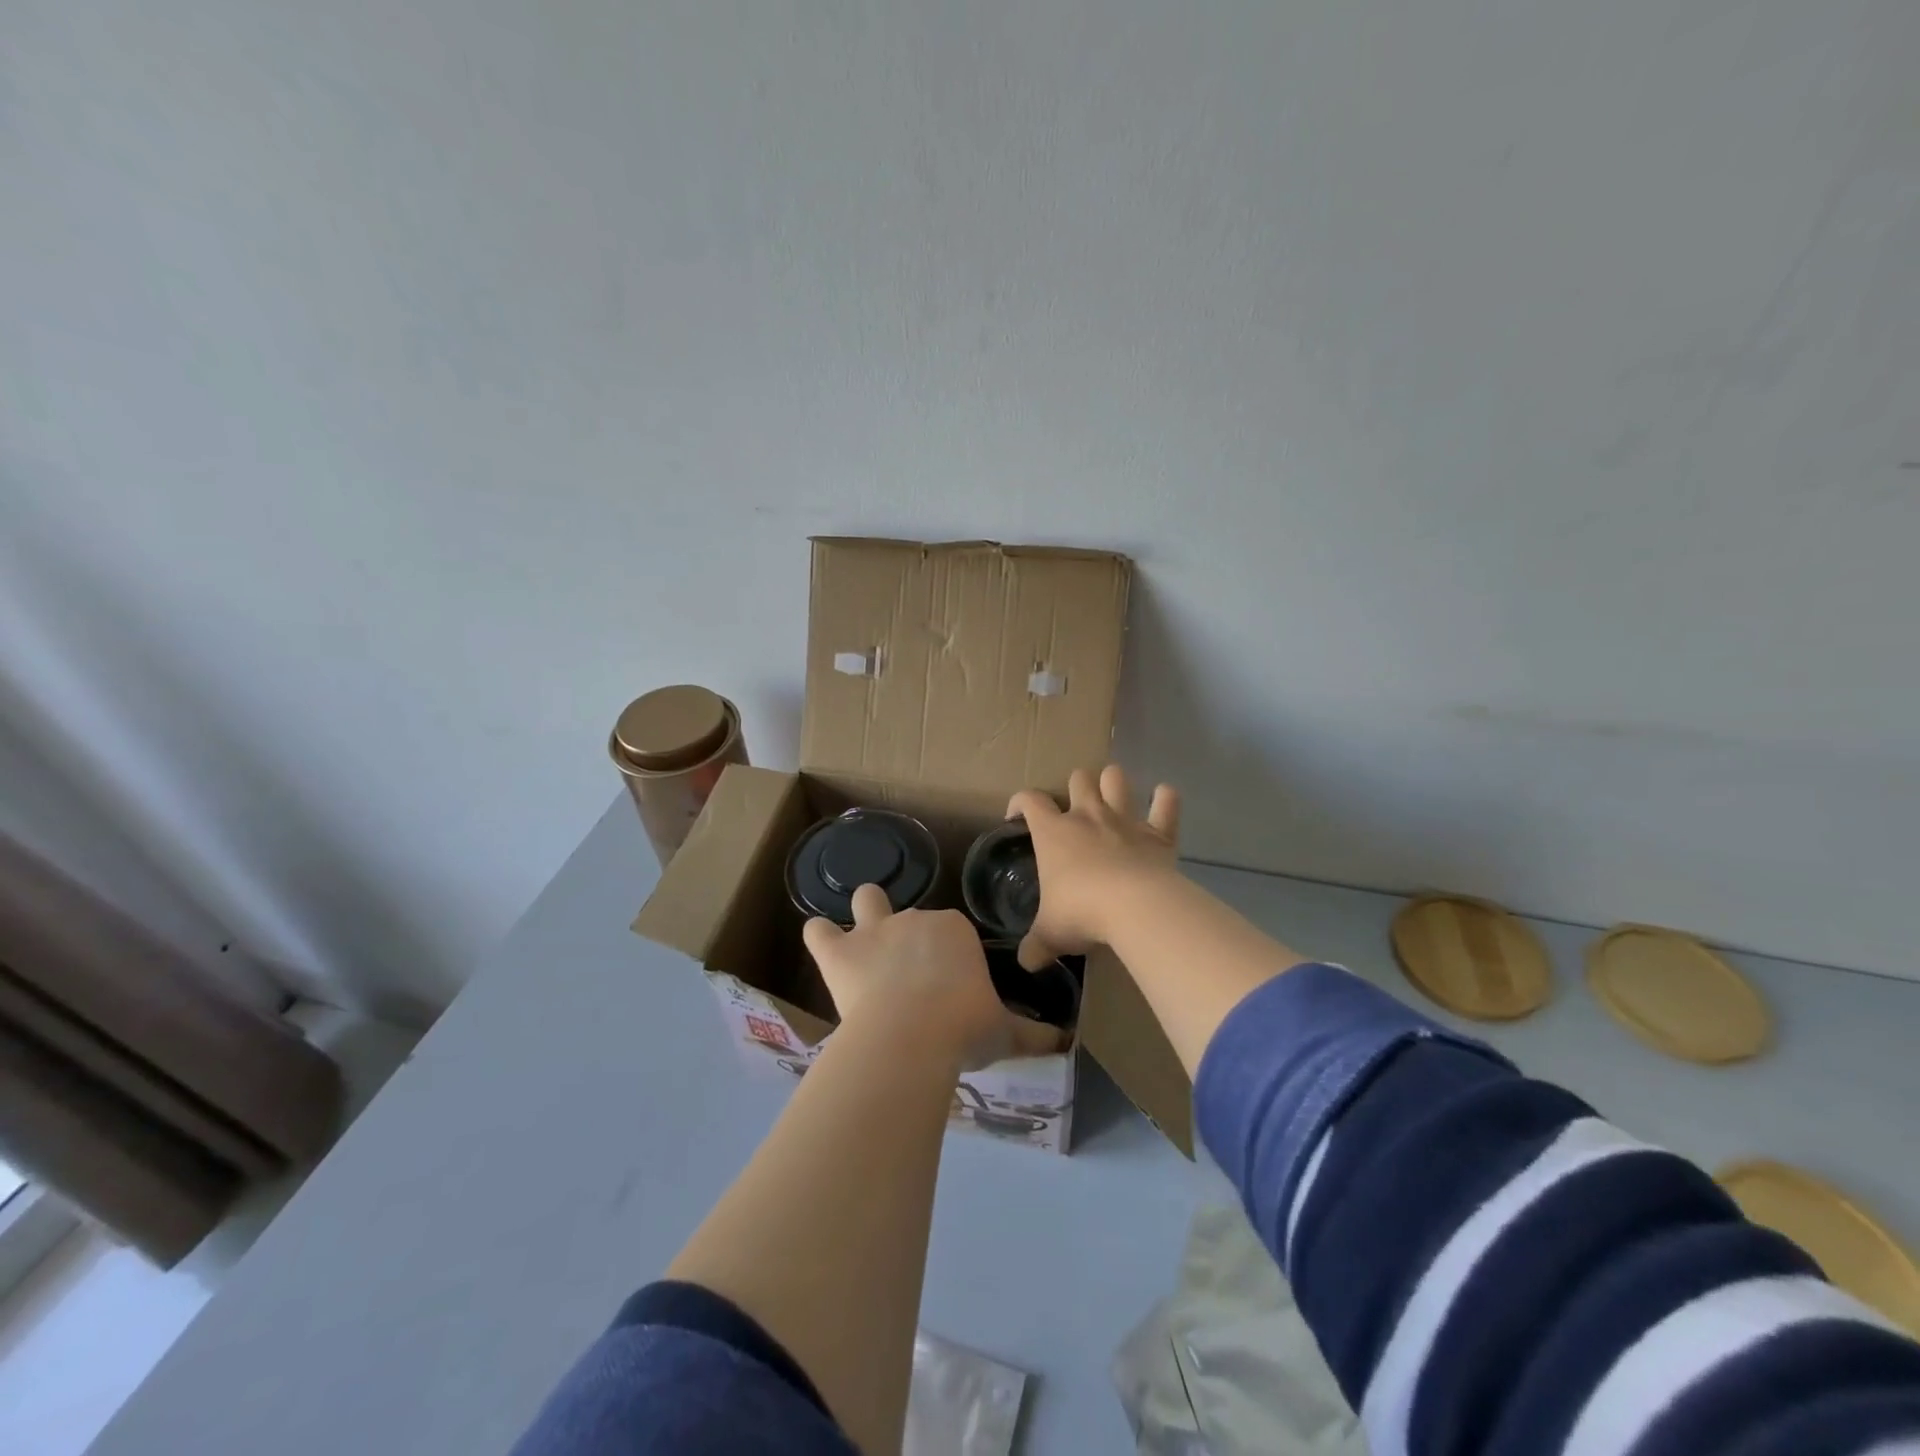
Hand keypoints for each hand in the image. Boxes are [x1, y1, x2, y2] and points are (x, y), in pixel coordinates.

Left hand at [802, 885, 1063, 1068]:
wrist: (913, 1035)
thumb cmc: (965, 1027)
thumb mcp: (1004, 1032)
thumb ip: (1033, 1034)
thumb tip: (1064, 1041)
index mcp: (955, 929)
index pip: (953, 932)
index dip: (951, 957)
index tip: (952, 987)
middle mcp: (915, 919)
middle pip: (912, 916)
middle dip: (910, 936)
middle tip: (912, 975)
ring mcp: (873, 931)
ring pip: (865, 901)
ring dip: (863, 914)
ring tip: (862, 942)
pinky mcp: (838, 953)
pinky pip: (818, 931)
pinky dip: (820, 938)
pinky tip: (823, 948)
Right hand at [1007, 765, 1180, 969]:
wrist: (1134, 908)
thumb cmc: (1081, 913)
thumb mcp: (1050, 934)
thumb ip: (1036, 946)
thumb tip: (1025, 963)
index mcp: (1053, 832)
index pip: (1030, 800)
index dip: (1020, 802)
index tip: (1017, 816)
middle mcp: (1088, 816)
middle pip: (1078, 779)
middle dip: (1076, 786)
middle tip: (1075, 808)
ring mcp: (1125, 820)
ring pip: (1116, 779)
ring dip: (1113, 782)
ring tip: (1112, 794)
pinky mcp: (1158, 833)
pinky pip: (1166, 804)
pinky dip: (1165, 799)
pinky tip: (1163, 797)